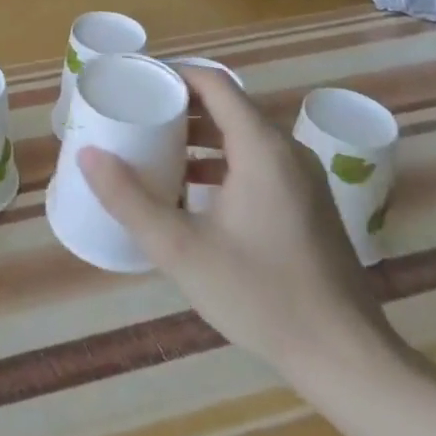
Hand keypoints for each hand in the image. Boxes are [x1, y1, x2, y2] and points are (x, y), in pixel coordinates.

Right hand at [79, 66, 396, 378]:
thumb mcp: (182, 249)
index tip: (134, 83)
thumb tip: (87, 154)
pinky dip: (220, 162)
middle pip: (226, 106)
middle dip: (178, 107)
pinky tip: (191, 194)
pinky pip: (256, 162)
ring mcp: (302, 179)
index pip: (212, 82)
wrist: (348, 361)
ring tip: (155, 152)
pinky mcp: (308, 205)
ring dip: (198, 137)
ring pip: (241, 136)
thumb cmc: (262, 296)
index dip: (171, 75)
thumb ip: (129, 200)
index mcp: (260, 147)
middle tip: (135, 117)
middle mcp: (286, 151)